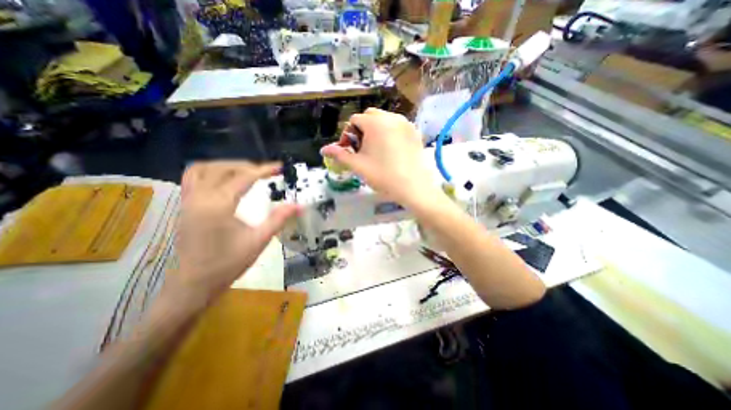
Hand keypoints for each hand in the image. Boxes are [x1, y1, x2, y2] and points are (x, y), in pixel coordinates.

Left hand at [169, 162, 298, 309]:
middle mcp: (199, 198)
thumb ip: (279, 219)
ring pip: (202, 170)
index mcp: (218, 205)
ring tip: (244, 172)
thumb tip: (299, 205)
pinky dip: (210, 173)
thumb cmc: (228, 263)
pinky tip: (225, 182)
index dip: (263, 170)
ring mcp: (188, 202)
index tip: (279, 167)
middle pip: (222, 168)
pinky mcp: (185, 208)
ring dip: (225, 166)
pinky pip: (193, 179)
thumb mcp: (259, 240)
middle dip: (246, 166)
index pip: (243, 178)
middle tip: (265, 172)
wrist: (194, 284)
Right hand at [321, 107, 438, 208]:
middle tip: (363, 148)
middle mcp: (390, 117)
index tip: (351, 150)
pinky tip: (391, 149)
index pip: (354, 120)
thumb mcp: (358, 166)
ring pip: (385, 119)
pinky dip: (390, 132)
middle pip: (370, 116)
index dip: (349, 134)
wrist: (413, 187)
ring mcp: (405, 123)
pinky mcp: (415, 132)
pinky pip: (397, 125)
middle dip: (362, 129)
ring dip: (376, 129)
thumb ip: (340, 155)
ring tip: (377, 149)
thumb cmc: (383, 176)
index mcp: (374, 123)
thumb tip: (324, 149)